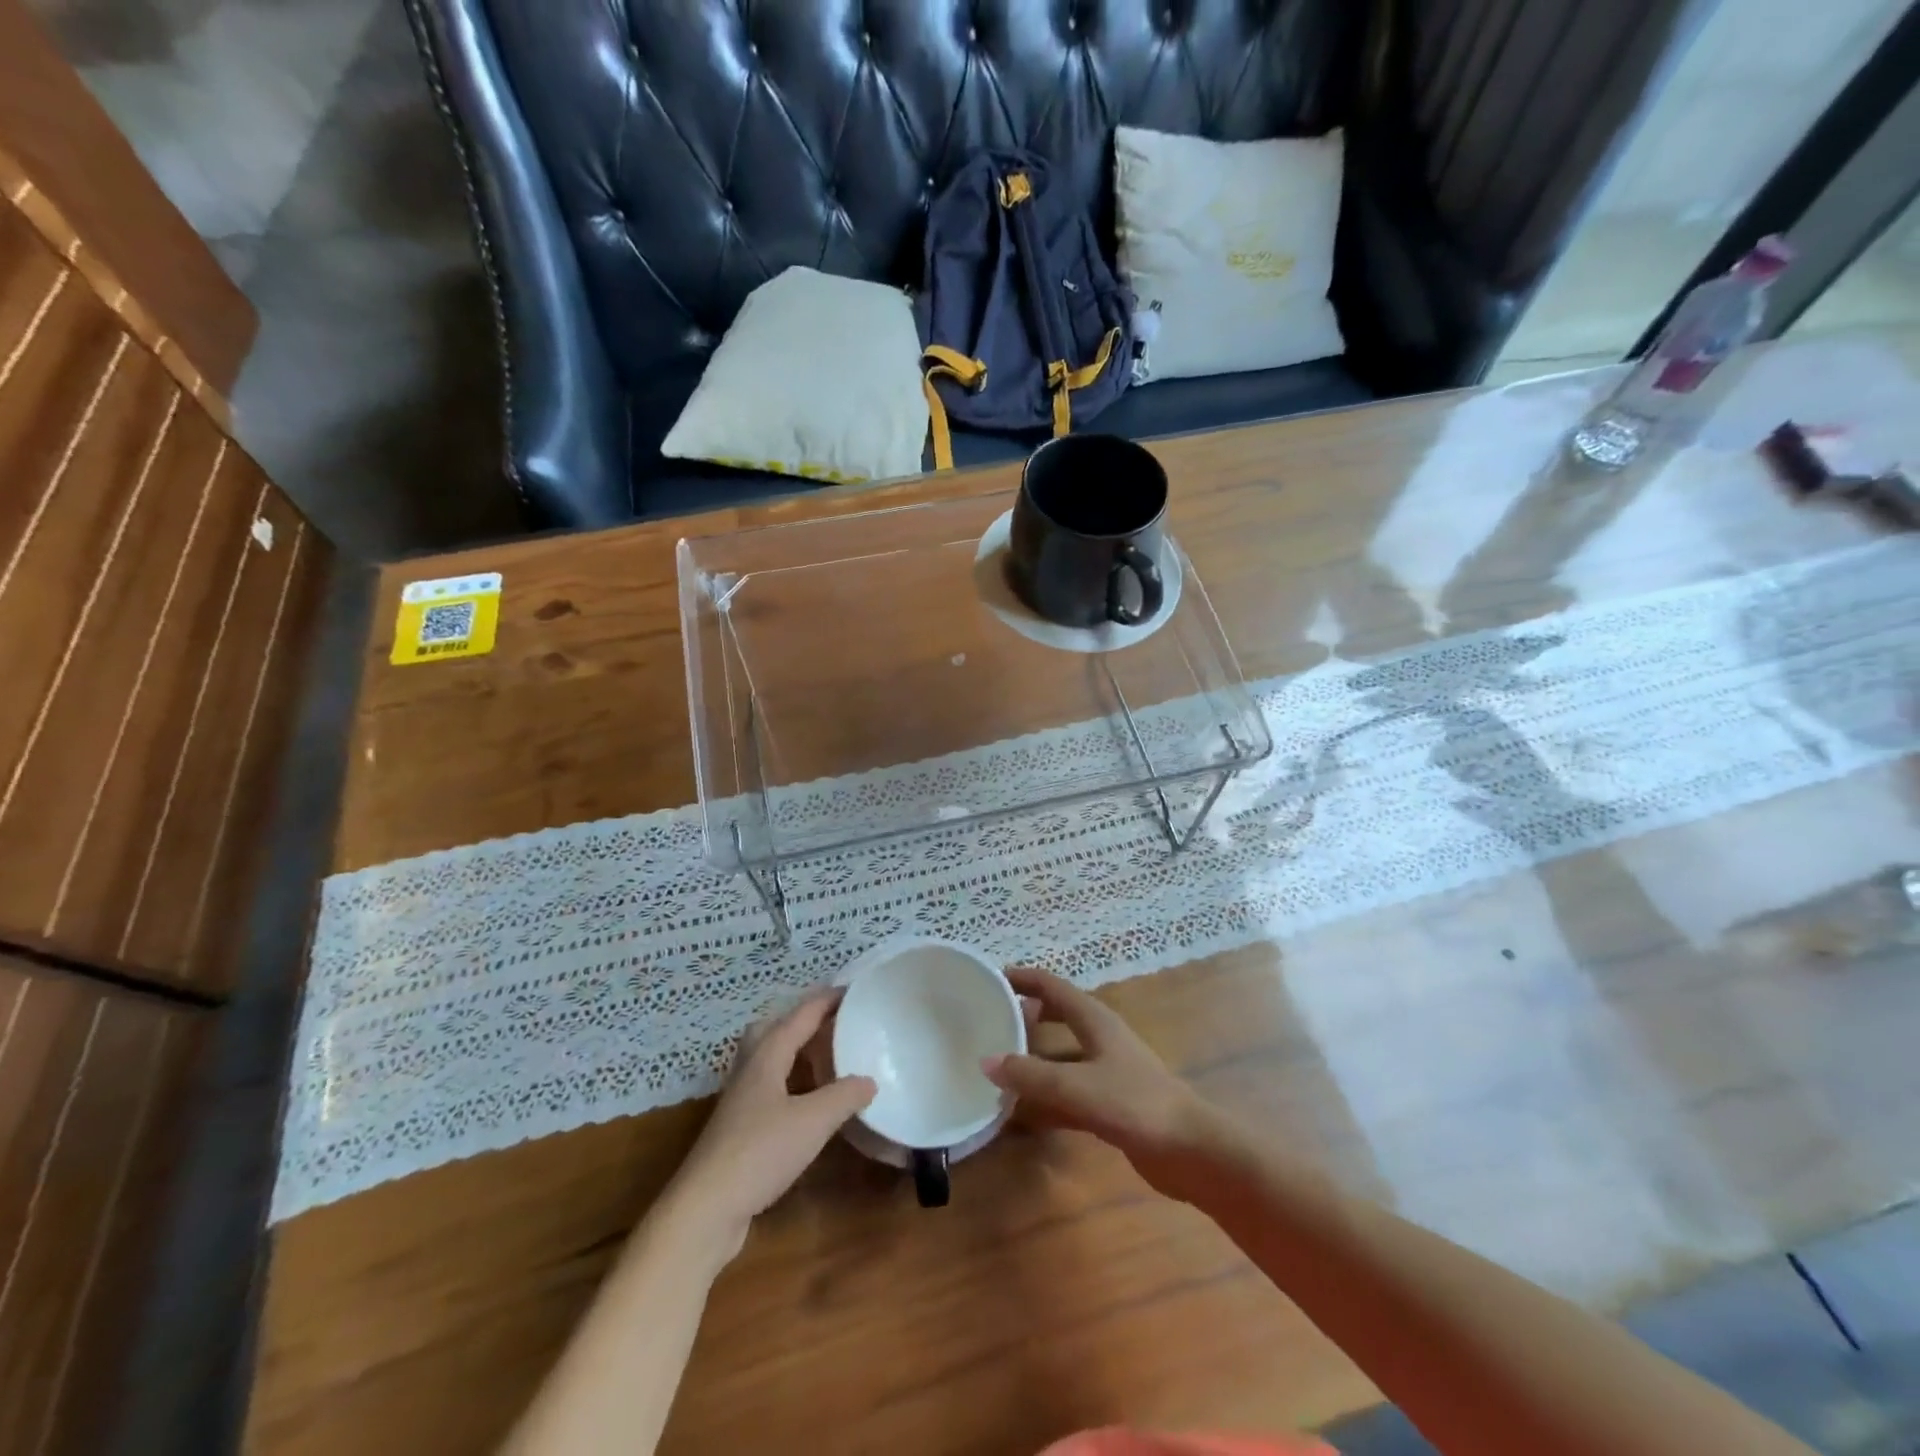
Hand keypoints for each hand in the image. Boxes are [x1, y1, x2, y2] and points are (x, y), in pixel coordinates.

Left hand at [671, 992, 875, 1251]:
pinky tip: (806, 1102)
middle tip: (833, 1022)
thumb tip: (869, 1079)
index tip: (853, 989)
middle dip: (801, 1020)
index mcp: (767, 1056)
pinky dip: (790, 1082)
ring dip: (794, 1050)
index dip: (826, 1001)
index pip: (800, 1016)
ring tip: (824, 1056)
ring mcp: (739, 1101)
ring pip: (767, 1059)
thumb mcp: (813, 1122)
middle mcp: (749, 1070)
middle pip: (772, 1030)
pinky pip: (768, 1087)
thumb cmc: (759, 1153)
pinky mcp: (737, 1129)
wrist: (705, 1210)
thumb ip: (844, 1096)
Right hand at [983, 968, 1228, 1201]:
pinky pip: (1068, 1092)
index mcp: (1095, 1020)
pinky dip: (1045, 1096)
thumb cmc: (1137, 1104)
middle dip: (1024, 1018)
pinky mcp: (1110, 1102)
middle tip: (988, 1023)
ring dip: (1031, 1061)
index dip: (1023, 978)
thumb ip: (1032, 1076)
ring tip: (994, 1068)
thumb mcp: (1078, 1087)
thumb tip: (986, 1061)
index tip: (989, 978)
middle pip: (1055, 1017)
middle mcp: (1099, 1038)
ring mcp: (1106, 1071)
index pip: (1052, 987)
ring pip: (1059, 1057)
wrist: (1192, 1150)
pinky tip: (1020, 1113)